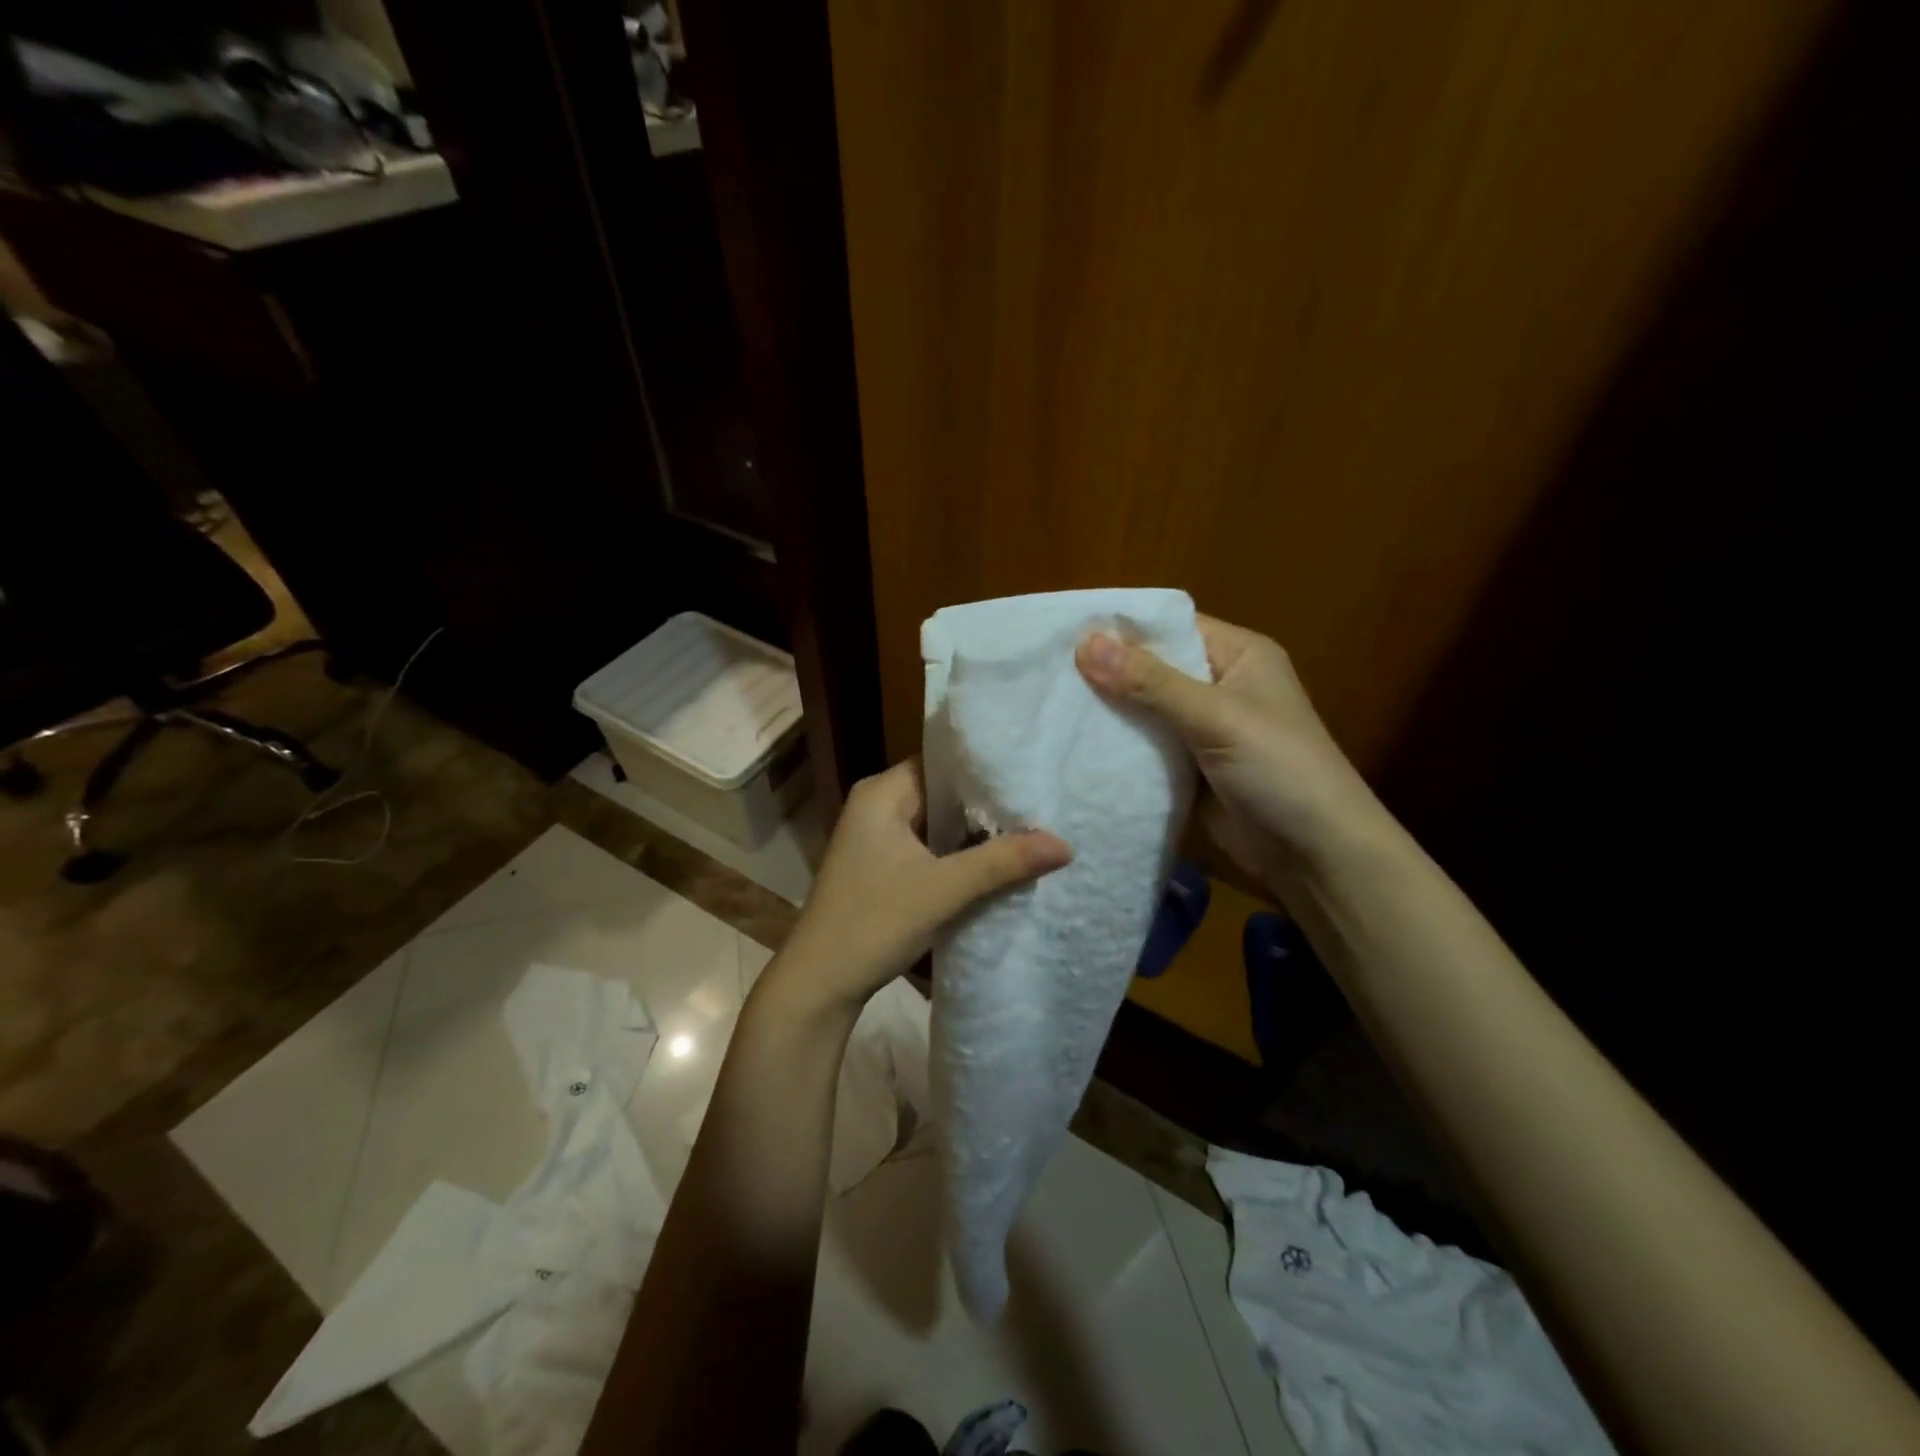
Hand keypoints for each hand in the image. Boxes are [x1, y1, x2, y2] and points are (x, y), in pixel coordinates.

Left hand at [761, 758, 1072, 1018]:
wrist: (820, 984)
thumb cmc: (873, 923)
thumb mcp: (944, 890)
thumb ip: (1003, 862)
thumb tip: (1065, 844)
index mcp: (882, 792)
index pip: (944, 761)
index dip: (987, 769)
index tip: (1033, 774)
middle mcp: (877, 804)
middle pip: (944, 792)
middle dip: (987, 803)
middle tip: (1042, 803)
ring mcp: (878, 836)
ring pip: (938, 821)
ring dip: (975, 831)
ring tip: (1032, 827)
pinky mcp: (882, 864)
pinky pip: (930, 845)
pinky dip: (959, 852)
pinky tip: (997, 860)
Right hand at [1075, 616, 1383, 890]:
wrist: (1314, 853)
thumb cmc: (1280, 768)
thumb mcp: (1216, 716)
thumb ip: (1150, 682)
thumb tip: (1084, 642)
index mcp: (1237, 655)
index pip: (1169, 626)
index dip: (1120, 628)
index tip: (1062, 632)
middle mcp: (1217, 684)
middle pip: (1151, 668)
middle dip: (1105, 671)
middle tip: (1044, 672)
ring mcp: (1201, 729)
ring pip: (1143, 709)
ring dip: (1107, 711)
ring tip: (1048, 706)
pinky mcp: (1187, 768)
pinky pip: (1144, 747)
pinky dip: (1116, 746)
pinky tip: (1073, 744)